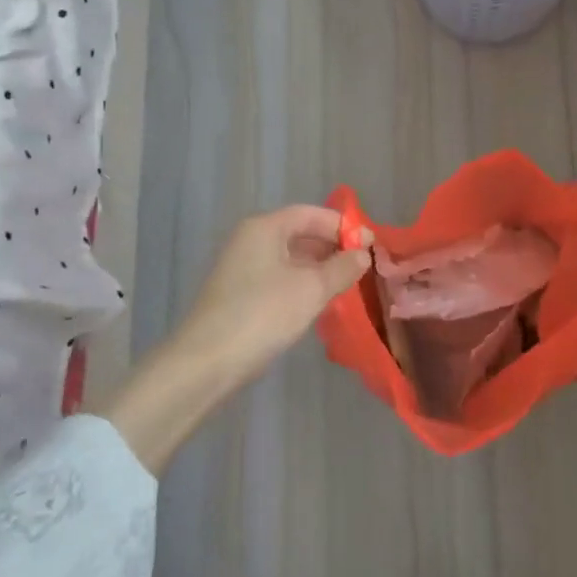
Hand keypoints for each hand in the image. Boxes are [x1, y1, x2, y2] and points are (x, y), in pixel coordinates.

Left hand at [164, 205, 373, 389]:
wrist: (206, 363)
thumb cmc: (262, 314)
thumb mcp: (312, 289)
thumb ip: (342, 268)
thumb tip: (363, 254)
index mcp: (264, 228)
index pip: (311, 214)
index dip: (343, 226)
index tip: (370, 245)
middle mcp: (250, 240)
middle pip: (299, 233)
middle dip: (332, 247)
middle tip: (361, 266)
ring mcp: (242, 268)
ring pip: (290, 258)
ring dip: (319, 268)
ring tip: (346, 285)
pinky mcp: (239, 293)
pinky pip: (279, 277)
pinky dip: (302, 283)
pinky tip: (319, 302)